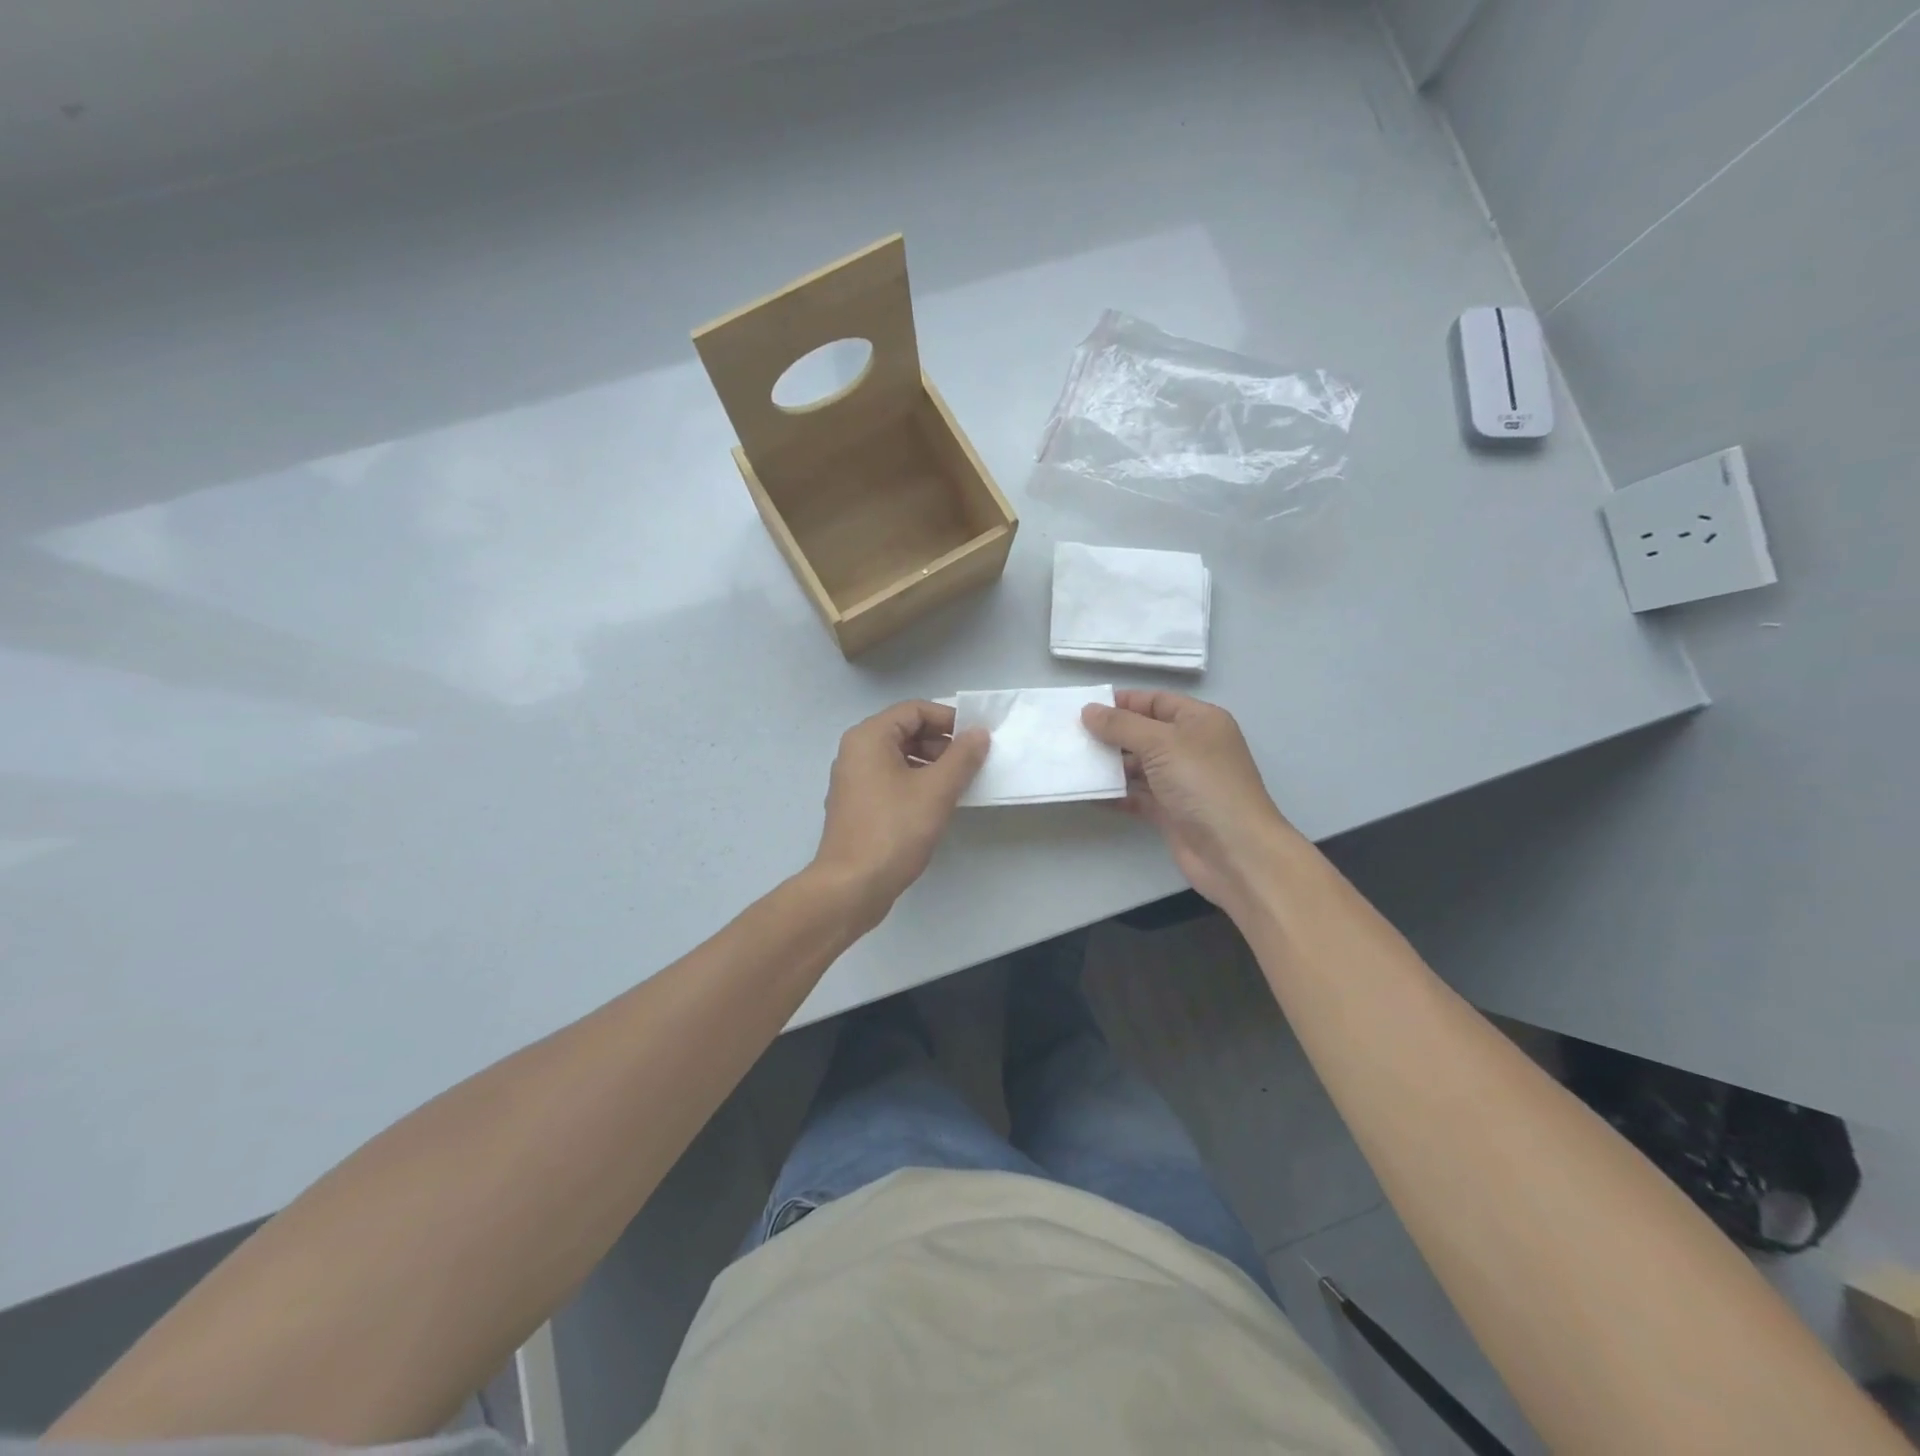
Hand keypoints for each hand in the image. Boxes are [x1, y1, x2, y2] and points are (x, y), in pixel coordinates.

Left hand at [813, 700, 989, 926]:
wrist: (852, 886)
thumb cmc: (894, 831)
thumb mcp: (936, 790)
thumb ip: (962, 757)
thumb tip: (979, 733)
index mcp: (869, 737)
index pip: (915, 710)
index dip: (949, 719)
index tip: (977, 739)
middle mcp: (856, 752)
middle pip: (906, 731)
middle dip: (942, 743)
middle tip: (972, 763)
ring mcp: (854, 780)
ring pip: (900, 757)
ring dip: (932, 764)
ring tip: (960, 784)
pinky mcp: (858, 806)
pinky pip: (892, 780)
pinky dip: (916, 783)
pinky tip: (938, 804)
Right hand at [1081, 690, 1297, 913]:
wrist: (1235, 852)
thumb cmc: (1203, 784)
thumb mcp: (1161, 743)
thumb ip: (1122, 725)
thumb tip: (1089, 710)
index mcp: (1199, 721)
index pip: (1156, 701)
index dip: (1122, 703)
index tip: (1084, 709)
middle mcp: (1192, 747)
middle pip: (1144, 733)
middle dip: (1110, 735)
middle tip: (1070, 737)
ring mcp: (1181, 781)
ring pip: (1138, 766)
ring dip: (1109, 766)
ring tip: (1072, 763)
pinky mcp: (1171, 811)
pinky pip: (1137, 796)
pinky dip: (1115, 794)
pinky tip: (1088, 793)